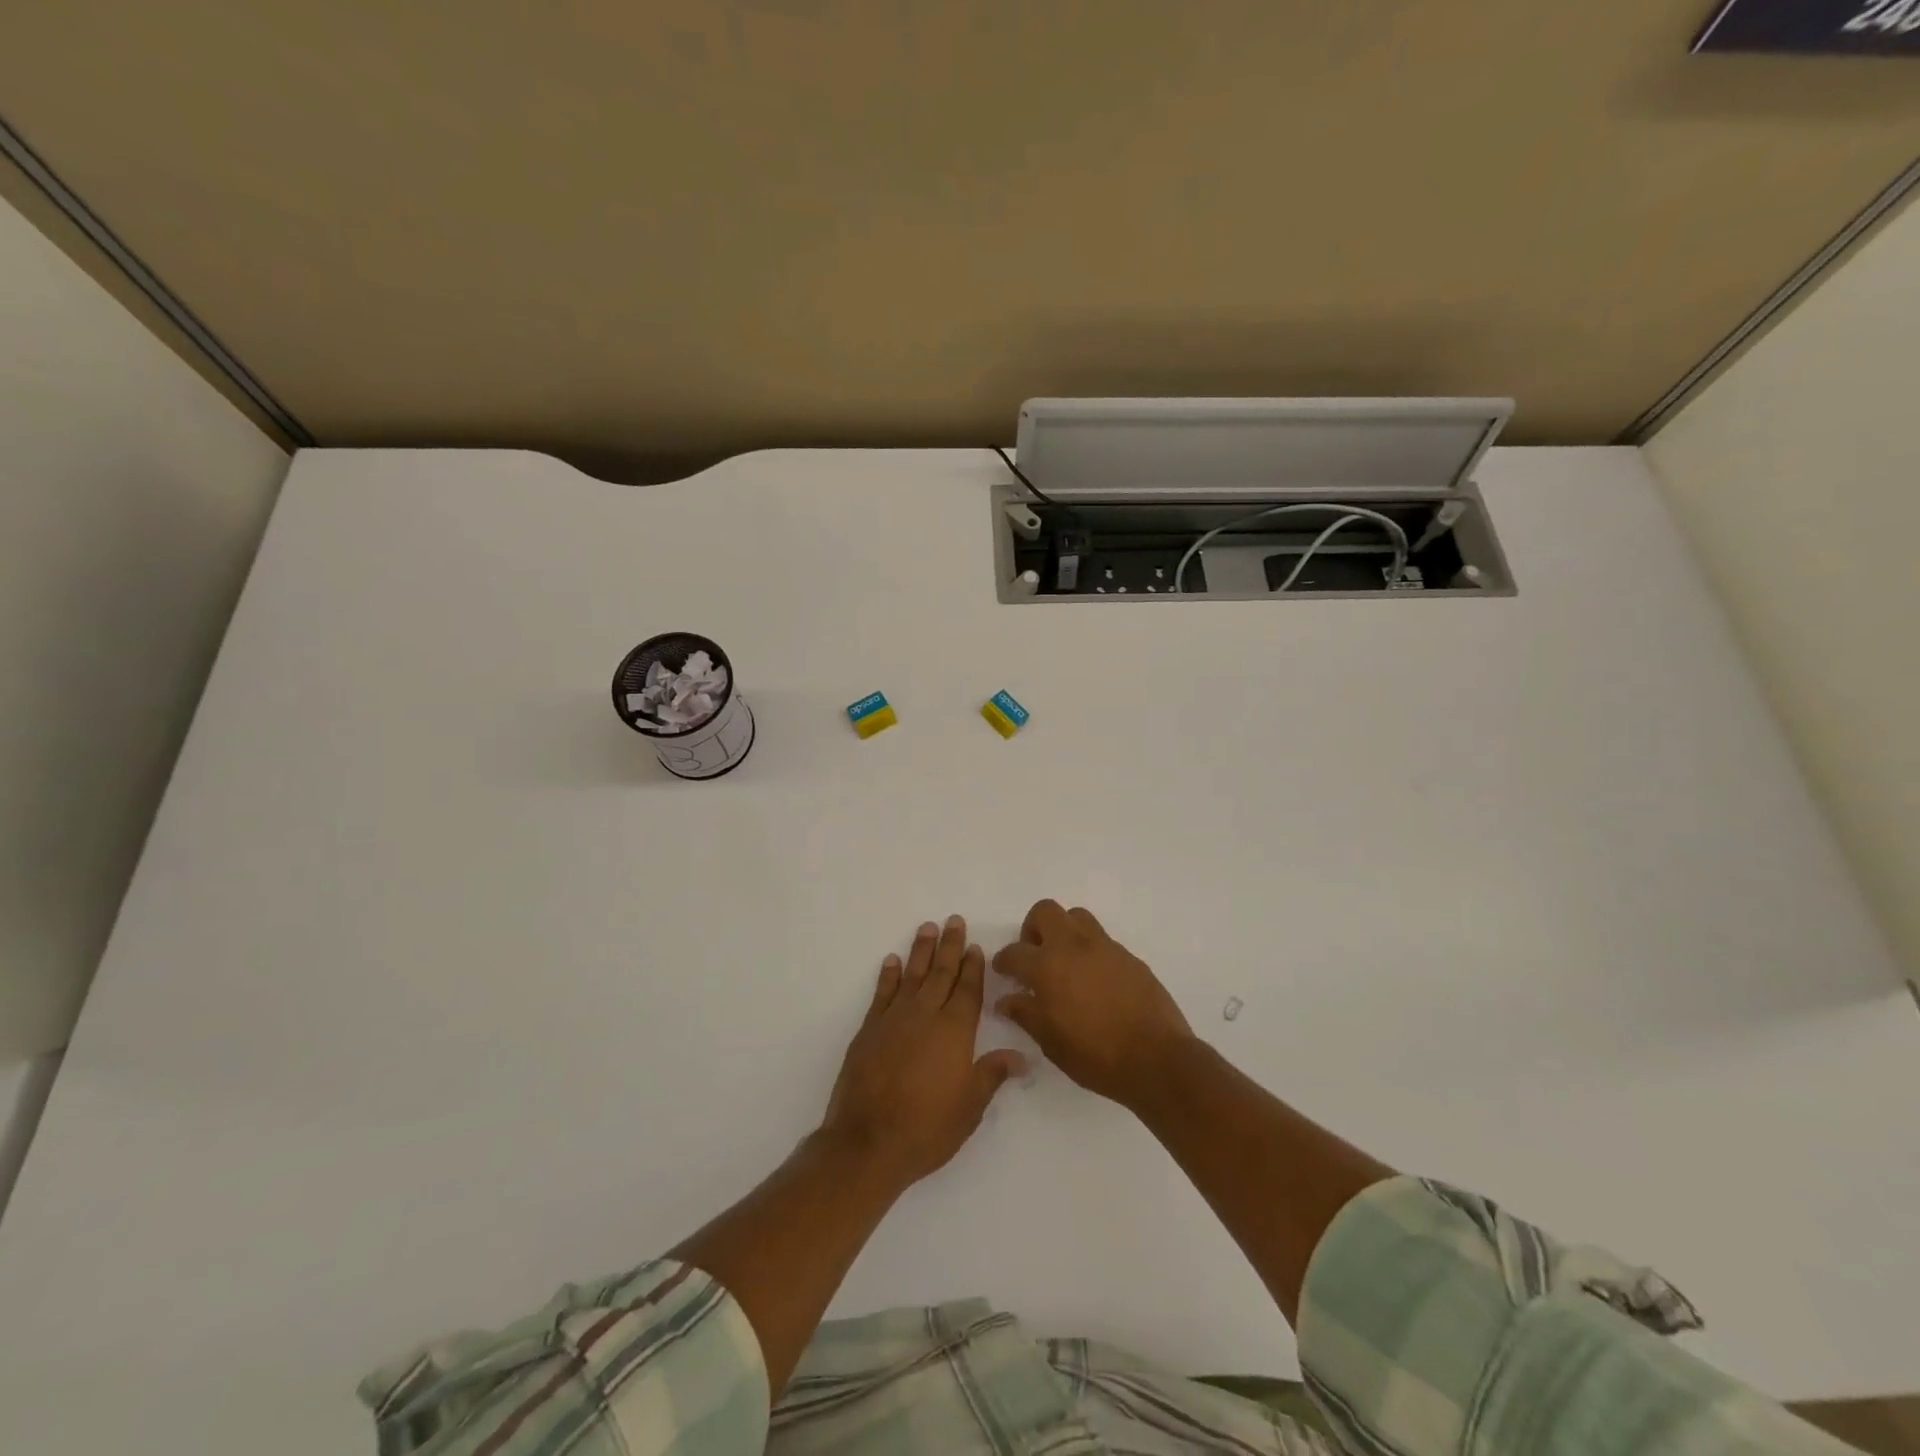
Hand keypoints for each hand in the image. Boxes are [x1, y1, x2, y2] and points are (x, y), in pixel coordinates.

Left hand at [821, 916, 1025, 1189]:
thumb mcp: (970, 1107)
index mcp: (954, 1031)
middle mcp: (926, 1015)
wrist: (868, 1142)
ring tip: (927, 928)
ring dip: (921, 951)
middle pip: (941, 973)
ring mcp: (894, 1019)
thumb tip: (1023, 1056)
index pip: (968, 990)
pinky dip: (887, 975)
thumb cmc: (927, 1128)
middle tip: (954, 921)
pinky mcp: (869, 1030)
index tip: (975, 945)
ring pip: (912, 976)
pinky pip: (882, 993)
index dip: (973, 967)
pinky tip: (891, 961)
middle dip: (950, 946)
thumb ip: (993, 1074)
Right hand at [992, 900, 1193, 1107]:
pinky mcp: (1129, 956)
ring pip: (1076, 916)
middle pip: (1045, 911)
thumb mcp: (1050, 1041)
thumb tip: (1005, 1001)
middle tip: (1034, 956)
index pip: (1015, 952)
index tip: (1003, 970)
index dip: (1003, 960)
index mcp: (1047, 966)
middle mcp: (1073, 946)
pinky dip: (1090, 950)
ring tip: (1064, 961)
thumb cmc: (1095, 1055)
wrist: (1156, 1058)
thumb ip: (1025, 1014)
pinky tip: (1094, 979)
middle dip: (1033, 929)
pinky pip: (1102, 939)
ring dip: (1064, 931)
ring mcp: (1104, 947)